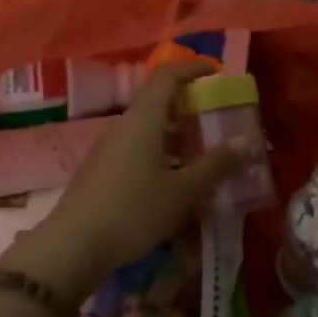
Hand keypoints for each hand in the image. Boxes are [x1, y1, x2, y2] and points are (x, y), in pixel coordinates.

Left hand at [2, 62, 243, 299]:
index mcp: (144, 119)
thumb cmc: (133, 211)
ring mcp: (109, 149)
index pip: (167, 76)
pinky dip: (160, 154)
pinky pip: (137, 150)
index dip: (192, 68)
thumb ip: (215, 165)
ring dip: (176, 135)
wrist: (72, 248)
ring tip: (202, 154)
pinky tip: (173, 182)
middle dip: (189, 106)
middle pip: (158, 102)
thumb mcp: (183, 191)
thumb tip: (245, 141)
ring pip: (148, 129)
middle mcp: (124, 126)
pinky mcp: (101, 172)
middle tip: (216, 119)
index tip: (215, 73)